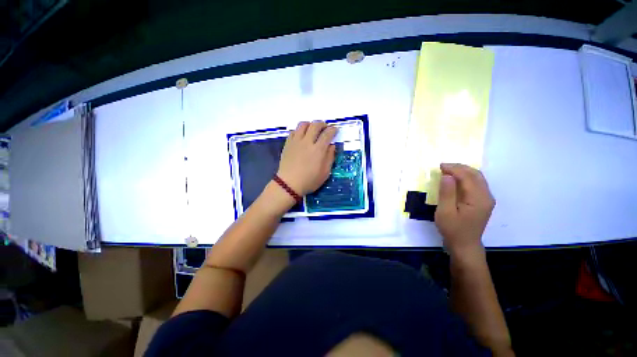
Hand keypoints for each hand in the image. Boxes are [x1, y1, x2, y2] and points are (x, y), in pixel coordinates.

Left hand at [277, 121, 336, 195]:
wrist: (289, 184)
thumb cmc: (309, 181)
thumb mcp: (325, 173)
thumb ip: (330, 158)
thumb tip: (332, 146)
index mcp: (318, 150)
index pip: (327, 134)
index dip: (333, 130)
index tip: (335, 130)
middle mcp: (307, 142)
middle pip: (315, 125)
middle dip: (322, 124)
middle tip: (325, 128)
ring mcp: (296, 142)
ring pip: (303, 124)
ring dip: (310, 124)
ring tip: (312, 130)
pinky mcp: (288, 144)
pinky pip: (293, 131)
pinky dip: (299, 130)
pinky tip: (301, 136)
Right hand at [435, 163, 494, 258]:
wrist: (465, 245)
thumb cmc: (453, 229)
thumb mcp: (445, 212)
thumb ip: (447, 193)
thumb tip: (447, 176)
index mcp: (478, 199)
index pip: (468, 177)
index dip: (454, 169)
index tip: (440, 166)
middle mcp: (487, 196)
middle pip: (476, 175)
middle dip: (459, 167)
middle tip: (443, 166)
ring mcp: (486, 199)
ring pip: (477, 178)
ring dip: (463, 171)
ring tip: (447, 170)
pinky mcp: (483, 201)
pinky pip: (476, 184)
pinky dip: (466, 177)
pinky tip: (456, 179)